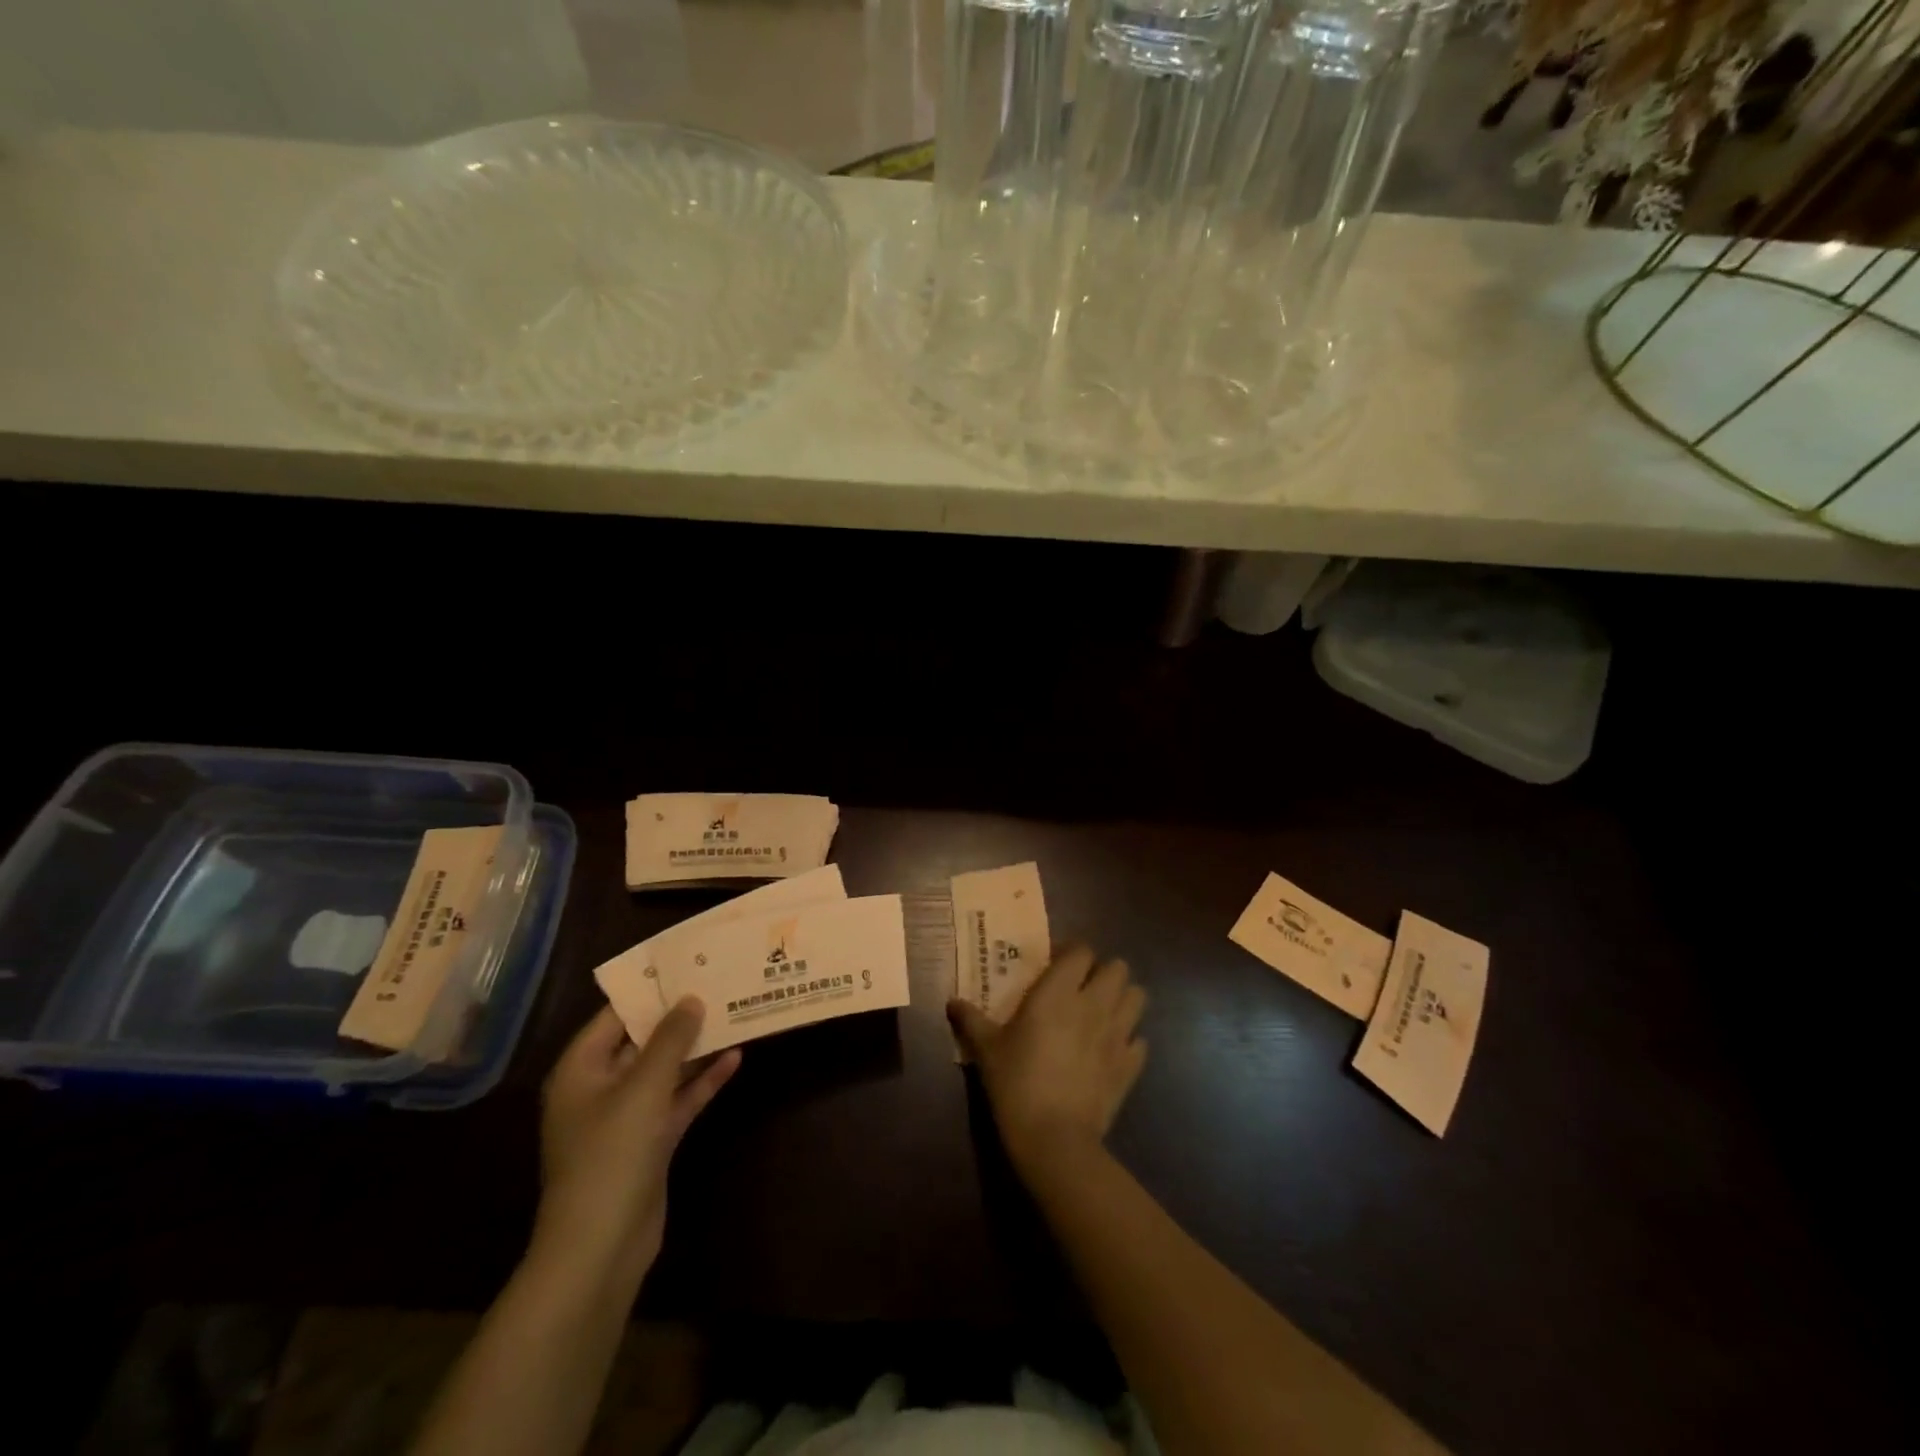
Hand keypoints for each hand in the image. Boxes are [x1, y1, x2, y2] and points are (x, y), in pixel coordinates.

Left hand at [533, 999, 739, 1288]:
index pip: (614, 1015)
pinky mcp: (649, 1142)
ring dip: (695, 1048)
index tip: (687, 965)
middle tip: (717, 983)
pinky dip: (702, 1082)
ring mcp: (626, 1117)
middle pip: (642, 1041)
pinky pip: (677, 1100)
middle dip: (679, 1017)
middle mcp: (600, 1088)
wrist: (600, 1248)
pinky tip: (734, 1059)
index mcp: (581, 1070)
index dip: (649, 990)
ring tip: (733, 1013)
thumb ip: (670, 1040)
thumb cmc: (611, 1156)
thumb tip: (690, 998)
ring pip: (664, 1070)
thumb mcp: (642, 1088)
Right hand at [948, 944, 1146, 1171]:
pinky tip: (1110, 1050)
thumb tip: (951, 1001)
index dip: (1072, 953)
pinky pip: (1139, 1040)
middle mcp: (1094, 1004)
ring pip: (1138, 997)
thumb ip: (971, 1020)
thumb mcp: (986, 1049)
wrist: (1054, 1139)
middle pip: (1118, 968)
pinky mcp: (1130, 1065)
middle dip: (1103, 972)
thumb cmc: (1016, 1083)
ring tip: (1102, 1012)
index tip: (1056, 964)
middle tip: (1081, 988)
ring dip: (1123, 999)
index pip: (1082, 951)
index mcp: (1059, 992)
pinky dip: (1129, 1040)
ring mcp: (1118, 1034)